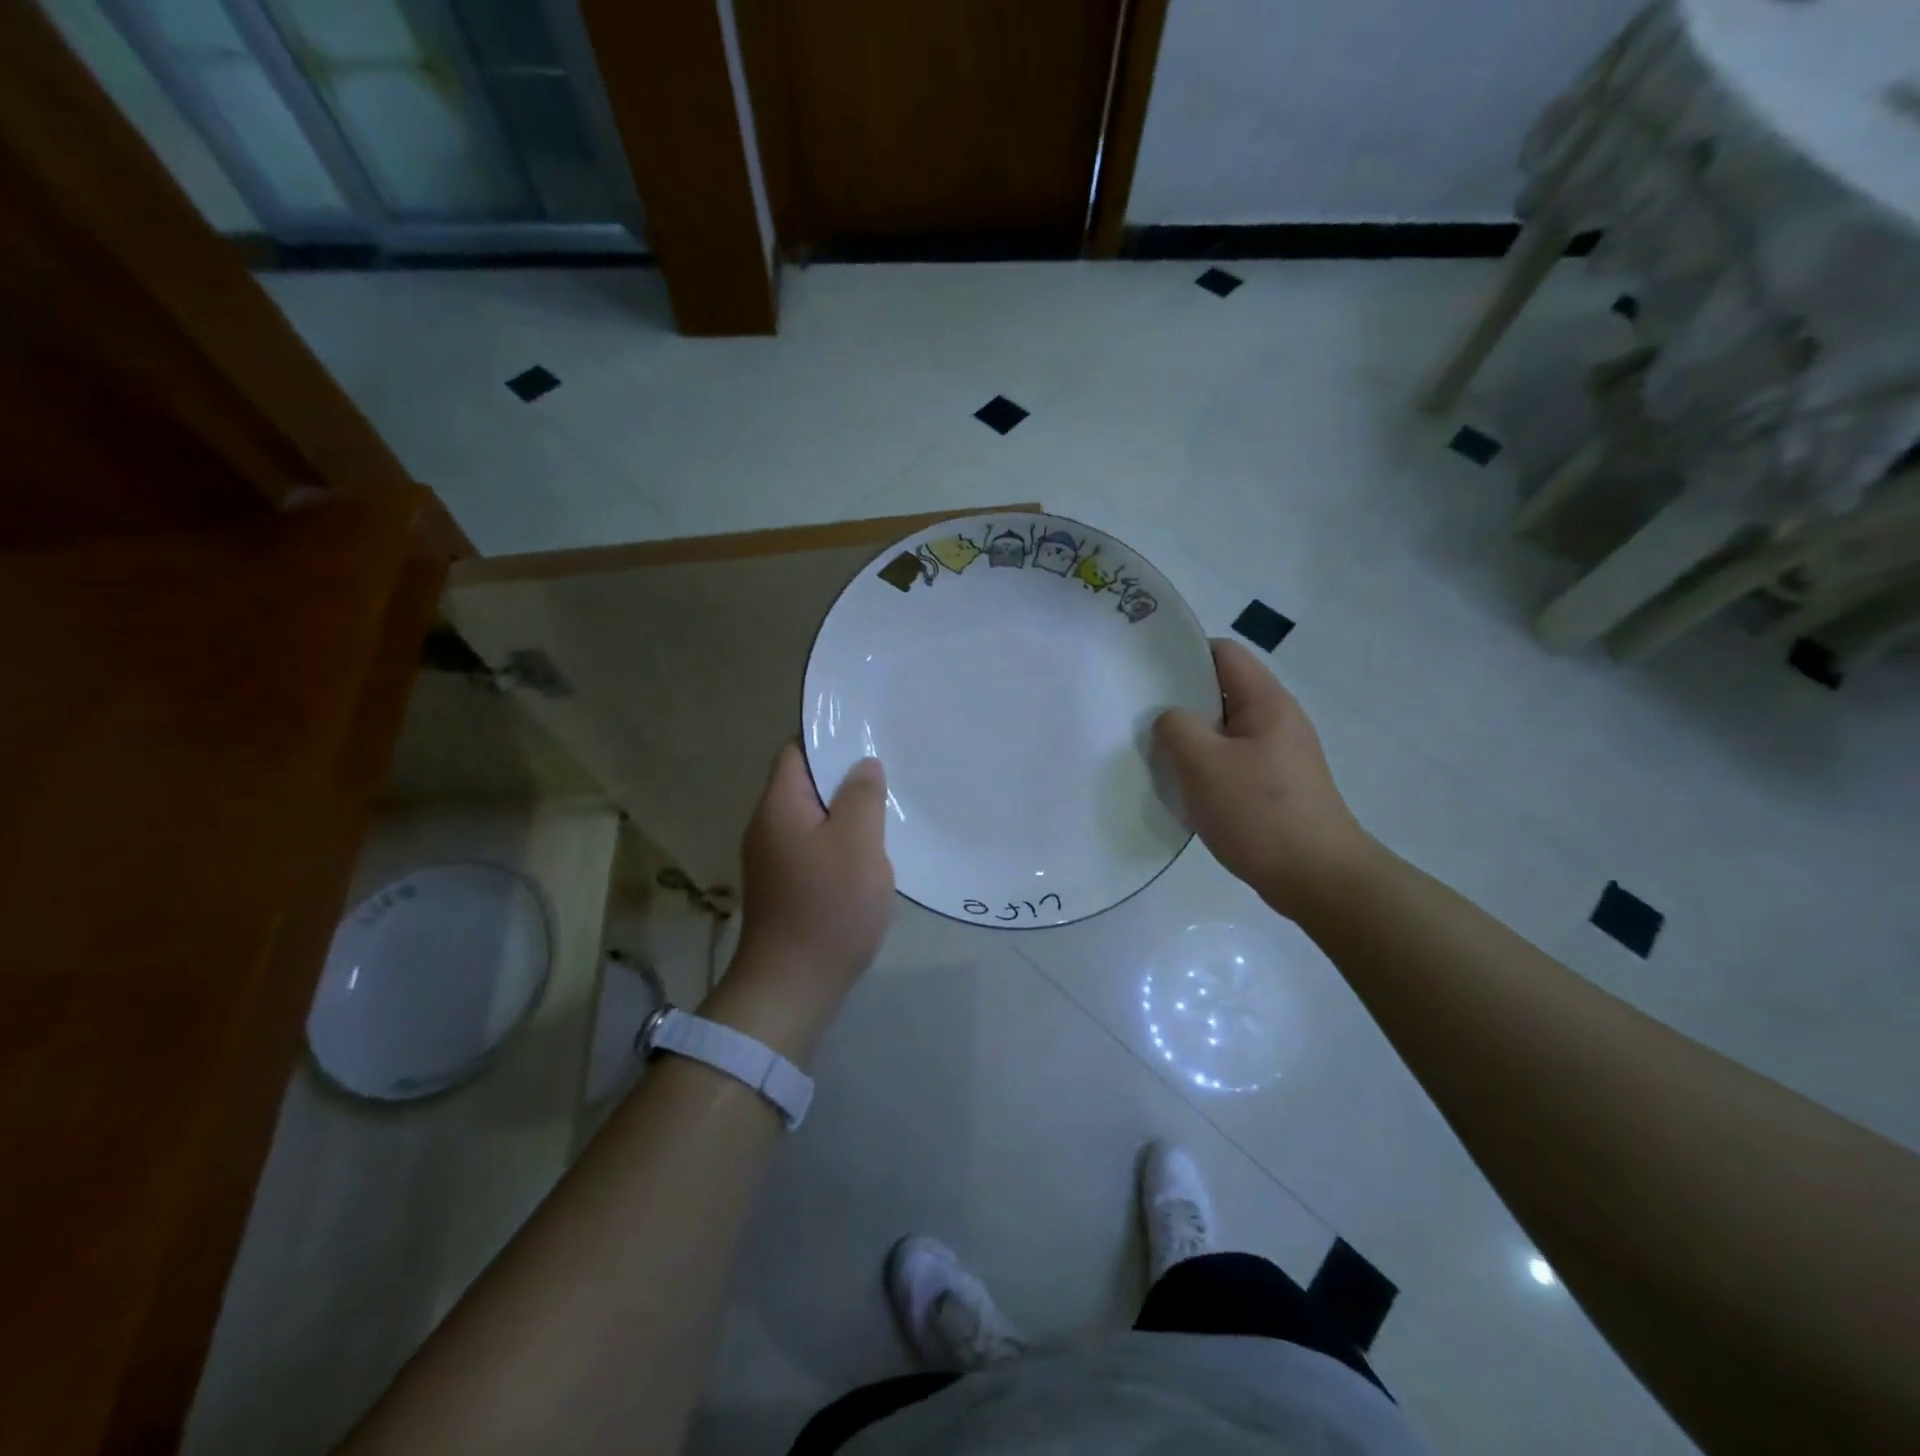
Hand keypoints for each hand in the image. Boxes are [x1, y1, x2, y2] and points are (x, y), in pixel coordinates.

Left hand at [706, 744, 894, 1057]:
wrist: (793, 985)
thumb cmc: (828, 906)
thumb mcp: (857, 842)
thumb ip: (862, 796)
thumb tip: (863, 765)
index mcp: (779, 805)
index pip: (796, 751)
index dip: (829, 739)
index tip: (867, 736)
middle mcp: (768, 826)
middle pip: (805, 785)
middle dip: (844, 777)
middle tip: (888, 771)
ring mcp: (774, 859)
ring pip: (814, 818)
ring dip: (846, 813)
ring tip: (887, 807)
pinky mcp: (786, 886)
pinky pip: (816, 847)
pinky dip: (841, 842)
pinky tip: (871, 852)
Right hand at [1153, 639, 1374, 918]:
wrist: (1318, 879)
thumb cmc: (1259, 813)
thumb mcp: (1203, 763)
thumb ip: (1176, 728)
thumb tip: (1170, 719)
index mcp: (1267, 703)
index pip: (1223, 653)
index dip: (1184, 654)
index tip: (1146, 673)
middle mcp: (1277, 721)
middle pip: (1222, 692)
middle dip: (1181, 702)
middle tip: (1140, 717)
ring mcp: (1279, 756)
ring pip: (1223, 731)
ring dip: (1191, 740)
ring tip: (1157, 756)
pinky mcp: (1275, 788)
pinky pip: (1231, 762)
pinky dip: (1205, 768)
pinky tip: (1183, 789)